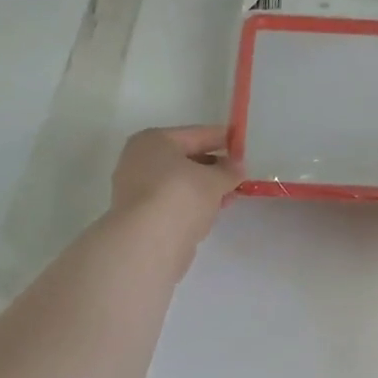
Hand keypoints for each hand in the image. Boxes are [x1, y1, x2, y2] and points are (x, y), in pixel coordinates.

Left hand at [109, 125, 242, 257]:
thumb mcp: (214, 180)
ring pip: (179, 184)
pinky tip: (210, 214)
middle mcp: (139, 161)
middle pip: (185, 160)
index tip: (241, 146)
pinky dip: (191, 206)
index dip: (221, 139)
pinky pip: (173, 204)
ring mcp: (136, 190)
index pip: (195, 134)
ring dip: (205, 190)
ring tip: (230, 197)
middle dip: (214, 168)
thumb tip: (237, 167)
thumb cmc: (181, 196)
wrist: (148, 242)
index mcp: (153, 141)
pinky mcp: (141, 217)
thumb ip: (229, 171)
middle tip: (238, 176)